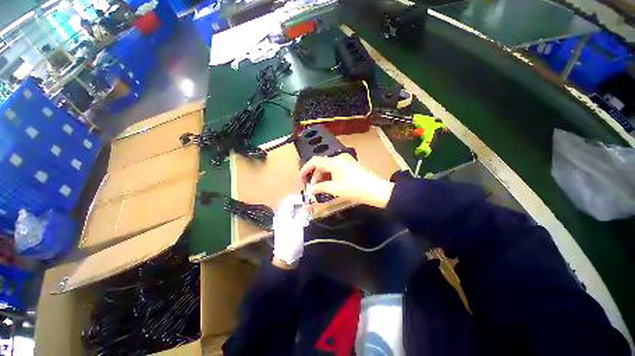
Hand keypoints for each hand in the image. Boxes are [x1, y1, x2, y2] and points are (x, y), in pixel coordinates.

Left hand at [272, 195, 310, 267]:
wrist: (286, 257)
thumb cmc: (290, 241)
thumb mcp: (298, 227)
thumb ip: (303, 214)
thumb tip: (310, 203)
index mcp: (282, 214)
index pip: (290, 200)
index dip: (300, 198)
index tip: (310, 201)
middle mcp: (283, 214)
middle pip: (293, 203)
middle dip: (303, 204)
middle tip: (311, 207)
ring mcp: (287, 219)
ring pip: (296, 209)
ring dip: (304, 209)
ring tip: (310, 215)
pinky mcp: (291, 224)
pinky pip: (297, 215)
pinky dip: (303, 215)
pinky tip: (306, 221)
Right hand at [299, 154, 394, 208]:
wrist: (375, 190)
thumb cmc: (354, 189)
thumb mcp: (334, 189)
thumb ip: (320, 187)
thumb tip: (311, 189)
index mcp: (333, 161)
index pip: (314, 161)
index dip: (305, 169)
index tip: (300, 179)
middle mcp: (338, 158)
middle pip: (321, 165)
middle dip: (315, 177)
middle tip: (312, 189)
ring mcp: (345, 161)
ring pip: (328, 168)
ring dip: (322, 178)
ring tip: (321, 189)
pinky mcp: (350, 166)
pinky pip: (335, 169)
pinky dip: (330, 177)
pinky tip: (330, 186)